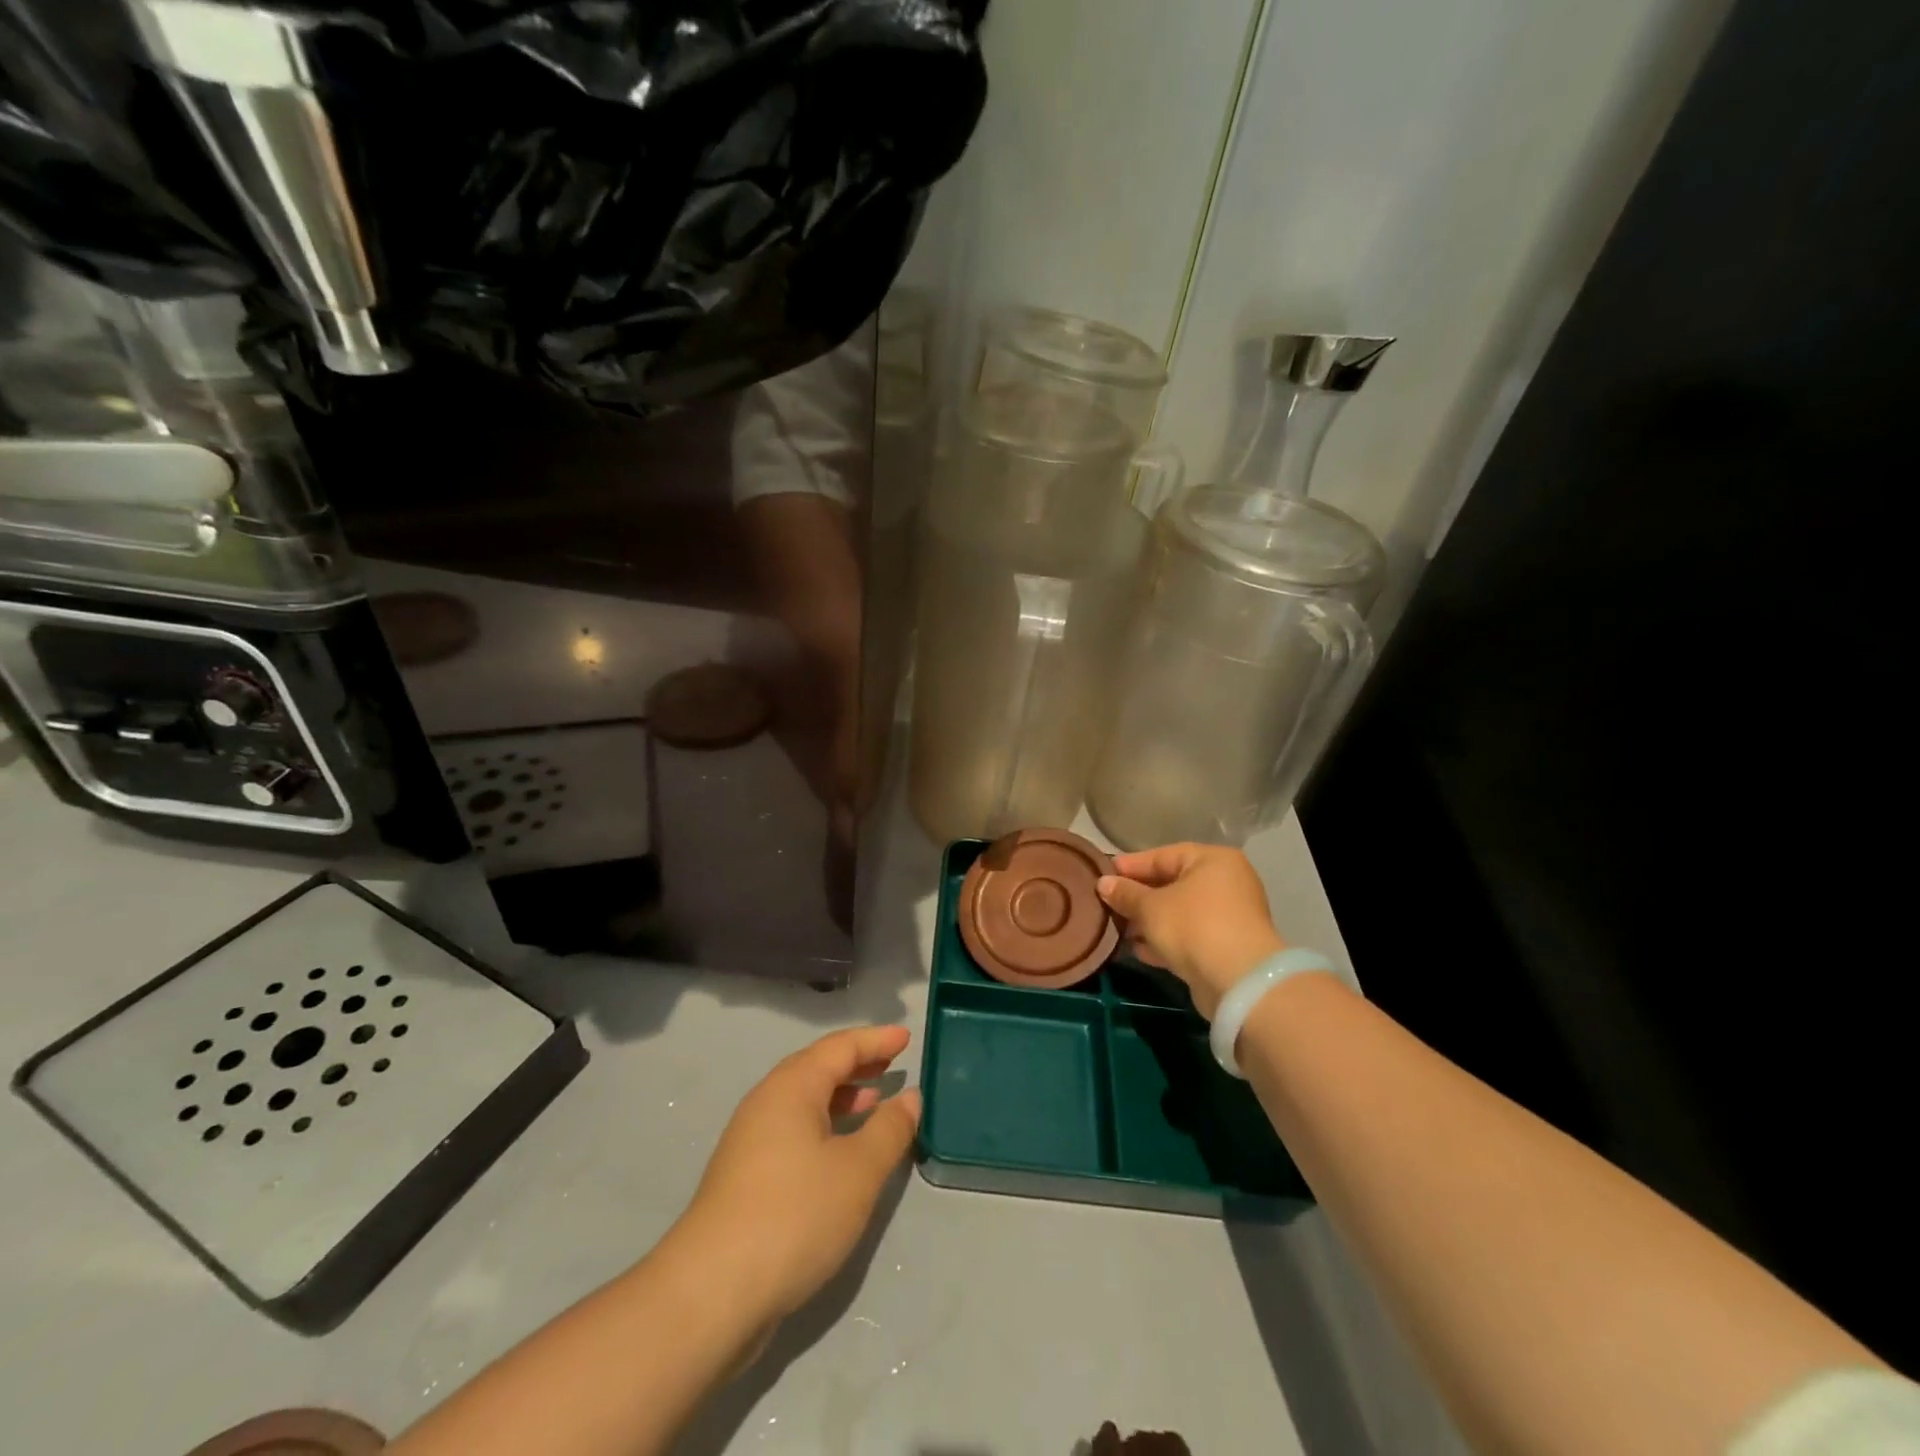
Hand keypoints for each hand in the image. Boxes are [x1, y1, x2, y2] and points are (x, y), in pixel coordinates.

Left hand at [678, 1026, 920, 1323]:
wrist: (711, 1293)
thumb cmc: (794, 1215)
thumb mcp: (858, 1170)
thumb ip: (889, 1129)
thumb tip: (909, 1096)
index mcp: (792, 1087)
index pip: (840, 1047)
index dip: (875, 1040)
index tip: (905, 1036)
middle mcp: (767, 1103)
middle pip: (817, 1069)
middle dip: (857, 1064)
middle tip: (891, 1064)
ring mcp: (750, 1141)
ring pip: (804, 1102)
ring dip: (841, 1097)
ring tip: (874, 1104)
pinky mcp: (745, 1178)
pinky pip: (794, 1131)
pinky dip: (825, 1127)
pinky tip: (841, 1154)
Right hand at [1097, 844, 1285, 1018]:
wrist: (1238, 981)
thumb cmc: (1193, 926)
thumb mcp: (1150, 907)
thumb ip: (1125, 893)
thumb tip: (1103, 884)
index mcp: (1213, 860)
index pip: (1163, 855)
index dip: (1131, 866)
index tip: (1103, 875)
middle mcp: (1226, 882)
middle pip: (1172, 884)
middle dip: (1139, 897)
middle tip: (1108, 904)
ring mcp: (1230, 916)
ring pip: (1180, 913)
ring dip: (1149, 922)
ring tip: (1118, 930)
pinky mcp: (1227, 947)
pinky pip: (1190, 936)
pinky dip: (1166, 940)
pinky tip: (1139, 950)